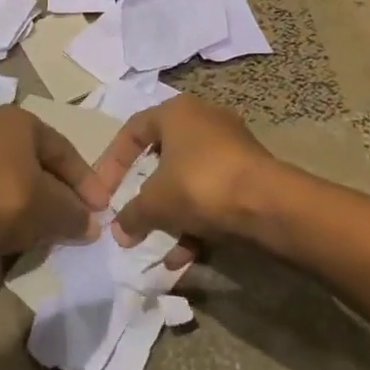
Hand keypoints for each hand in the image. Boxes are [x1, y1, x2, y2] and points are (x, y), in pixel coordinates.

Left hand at [0, 106, 104, 264]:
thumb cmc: (6, 202)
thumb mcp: (54, 209)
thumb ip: (77, 214)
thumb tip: (92, 225)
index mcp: (17, 119)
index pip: (63, 150)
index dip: (86, 182)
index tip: (100, 210)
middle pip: (37, 162)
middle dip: (59, 192)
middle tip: (76, 218)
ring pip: (13, 179)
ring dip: (34, 202)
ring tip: (50, 229)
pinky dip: (8, 210)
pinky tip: (18, 233)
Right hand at [90, 96, 281, 258]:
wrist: (267, 202)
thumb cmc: (200, 184)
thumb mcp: (155, 202)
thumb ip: (131, 214)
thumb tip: (118, 230)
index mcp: (176, 112)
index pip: (133, 130)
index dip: (112, 162)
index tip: (102, 193)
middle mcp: (202, 120)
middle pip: (162, 156)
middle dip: (145, 193)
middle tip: (131, 216)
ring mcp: (229, 146)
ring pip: (188, 180)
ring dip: (171, 215)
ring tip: (157, 247)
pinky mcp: (248, 172)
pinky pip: (211, 195)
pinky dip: (196, 222)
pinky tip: (184, 258)